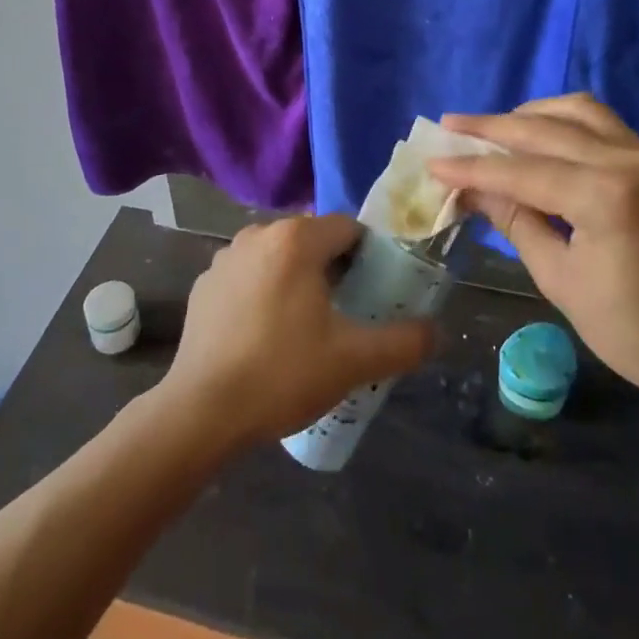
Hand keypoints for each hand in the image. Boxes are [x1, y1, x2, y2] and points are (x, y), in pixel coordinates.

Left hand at [162, 214, 436, 447]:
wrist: (202, 410)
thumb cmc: (282, 373)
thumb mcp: (353, 361)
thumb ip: (403, 342)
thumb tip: (436, 332)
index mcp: (296, 239)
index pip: (347, 228)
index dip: (368, 256)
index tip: (374, 292)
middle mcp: (258, 234)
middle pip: (312, 240)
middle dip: (334, 268)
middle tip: (346, 314)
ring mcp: (225, 257)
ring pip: (278, 257)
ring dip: (297, 279)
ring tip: (307, 327)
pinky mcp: (205, 284)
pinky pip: (248, 276)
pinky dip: (264, 292)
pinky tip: (265, 335)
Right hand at [427, 94, 638, 414]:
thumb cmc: (636, 332)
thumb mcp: (561, 280)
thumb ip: (515, 221)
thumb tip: (470, 188)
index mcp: (607, 197)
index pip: (522, 171)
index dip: (472, 167)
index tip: (432, 162)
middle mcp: (630, 161)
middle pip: (546, 128)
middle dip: (492, 127)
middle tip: (448, 126)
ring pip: (577, 111)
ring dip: (529, 115)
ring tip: (493, 128)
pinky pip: (601, 124)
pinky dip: (562, 122)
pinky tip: (538, 137)